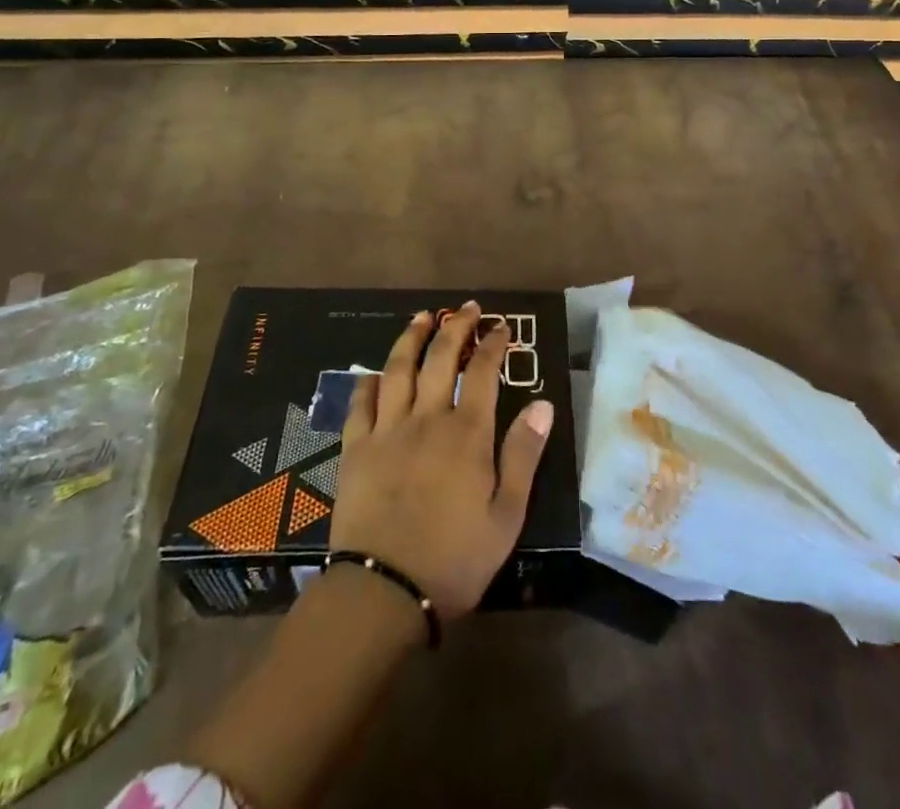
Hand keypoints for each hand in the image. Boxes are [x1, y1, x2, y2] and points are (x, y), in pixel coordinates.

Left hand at [329, 301, 554, 618]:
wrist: (383, 591)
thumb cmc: (454, 558)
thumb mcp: (507, 515)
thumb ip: (523, 455)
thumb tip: (543, 404)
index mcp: (467, 433)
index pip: (485, 372)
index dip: (494, 344)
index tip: (502, 326)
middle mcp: (427, 418)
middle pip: (441, 358)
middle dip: (456, 327)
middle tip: (466, 308)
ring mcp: (387, 430)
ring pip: (399, 369)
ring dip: (411, 338)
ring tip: (422, 317)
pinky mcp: (356, 449)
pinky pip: (360, 404)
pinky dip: (368, 382)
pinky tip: (374, 372)